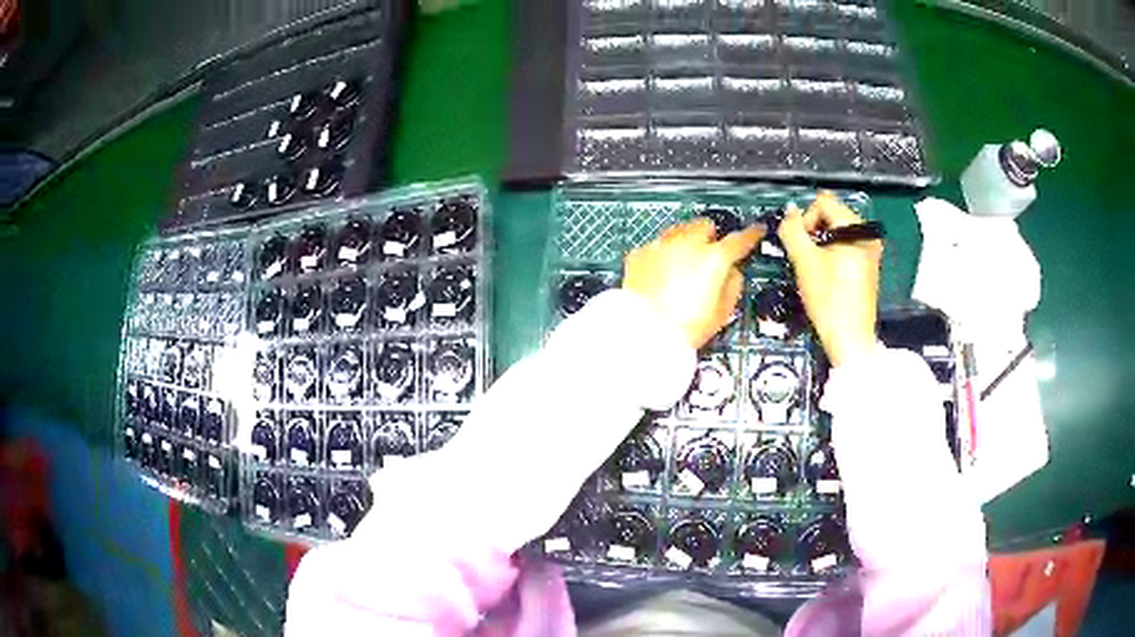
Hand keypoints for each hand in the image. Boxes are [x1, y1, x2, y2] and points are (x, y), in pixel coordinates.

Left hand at [623, 219, 764, 349]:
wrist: (644, 333)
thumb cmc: (686, 328)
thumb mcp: (722, 312)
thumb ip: (732, 285)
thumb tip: (733, 272)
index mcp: (714, 258)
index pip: (739, 240)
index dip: (751, 235)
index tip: (756, 231)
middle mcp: (688, 244)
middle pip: (704, 226)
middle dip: (710, 237)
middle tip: (710, 254)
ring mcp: (661, 246)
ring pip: (679, 231)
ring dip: (685, 242)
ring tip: (683, 264)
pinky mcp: (639, 254)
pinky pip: (656, 247)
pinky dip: (661, 256)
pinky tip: (660, 273)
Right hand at [778, 192, 882, 366]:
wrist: (850, 338)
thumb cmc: (829, 299)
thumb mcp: (804, 261)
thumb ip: (792, 230)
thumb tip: (789, 211)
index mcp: (856, 227)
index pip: (823, 202)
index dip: (806, 220)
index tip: (801, 246)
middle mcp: (867, 233)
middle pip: (831, 215)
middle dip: (814, 232)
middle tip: (806, 259)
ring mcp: (871, 249)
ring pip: (836, 232)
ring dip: (821, 244)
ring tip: (815, 269)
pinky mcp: (869, 265)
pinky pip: (845, 246)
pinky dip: (832, 254)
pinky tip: (827, 276)